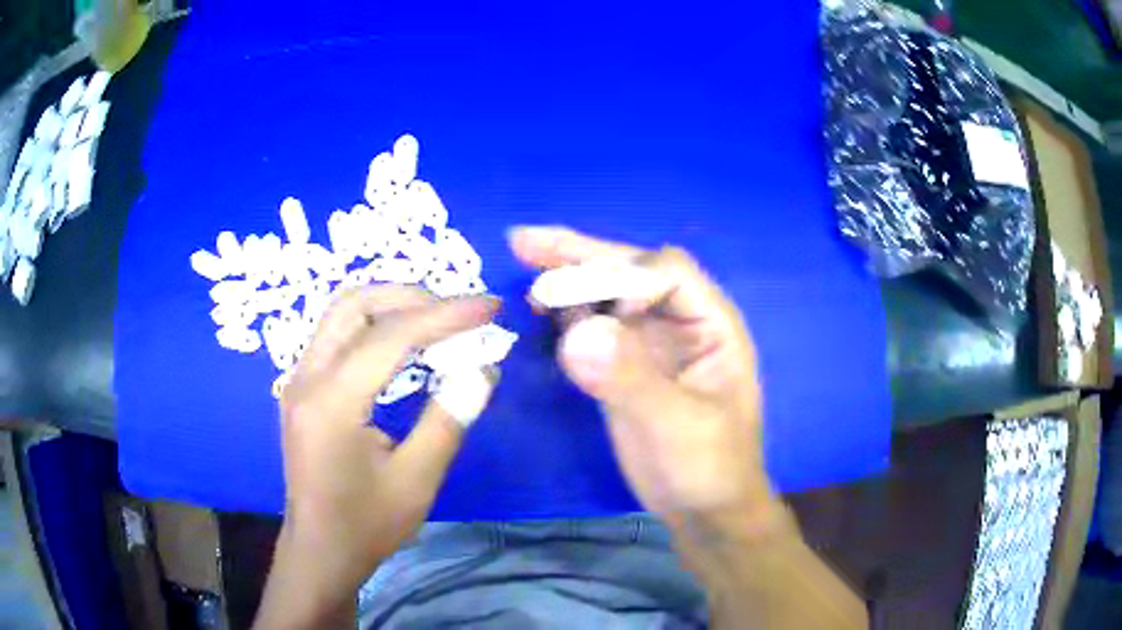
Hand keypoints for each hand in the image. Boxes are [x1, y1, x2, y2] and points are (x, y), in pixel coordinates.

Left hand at [268, 287, 497, 611]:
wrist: (319, 550)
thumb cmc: (366, 525)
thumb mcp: (417, 480)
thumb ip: (448, 419)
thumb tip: (484, 367)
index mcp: (331, 402)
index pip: (390, 335)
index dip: (445, 315)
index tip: (489, 307)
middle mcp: (306, 377)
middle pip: (354, 304)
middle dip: (412, 297)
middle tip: (459, 314)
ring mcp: (298, 380)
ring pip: (341, 313)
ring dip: (391, 306)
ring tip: (437, 321)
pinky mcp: (302, 388)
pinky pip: (336, 335)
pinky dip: (373, 325)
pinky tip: (402, 345)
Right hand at [510, 226, 774, 529]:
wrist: (705, 511)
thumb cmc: (708, 469)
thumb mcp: (676, 427)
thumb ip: (630, 379)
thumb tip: (575, 331)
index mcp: (711, 324)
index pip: (668, 272)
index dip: (626, 279)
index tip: (590, 312)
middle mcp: (681, 323)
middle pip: (631, 271)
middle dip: (581, 256)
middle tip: (524, 242)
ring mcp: (652, 344)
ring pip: (608, 296)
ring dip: (569, 279)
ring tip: (524, 266)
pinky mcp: (628, 366)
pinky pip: (596, 328)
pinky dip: (568, 315)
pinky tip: (541, 311)